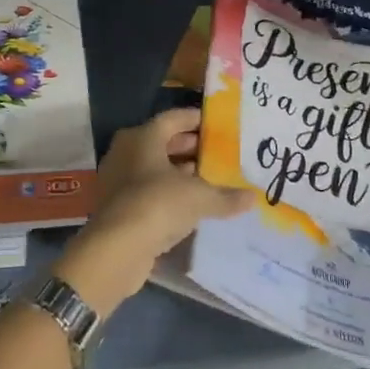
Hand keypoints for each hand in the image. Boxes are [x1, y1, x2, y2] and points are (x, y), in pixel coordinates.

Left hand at [52, 108, 254, 317]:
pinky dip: (167, 193)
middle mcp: (125, 152)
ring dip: (178, 172)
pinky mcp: (117, 207)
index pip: (172, 119)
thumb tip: (252, 198)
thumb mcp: (200, 198)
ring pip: (153, 168)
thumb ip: (226, 196)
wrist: (118, 248)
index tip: (216, 124)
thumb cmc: (159, 204)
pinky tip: (190, 204)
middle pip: (161, 143)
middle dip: (189, 147)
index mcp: (142, 137)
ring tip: (208, 179)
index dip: (195, 119)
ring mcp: (118, 180)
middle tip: (216, 152)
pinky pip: (147, 191)